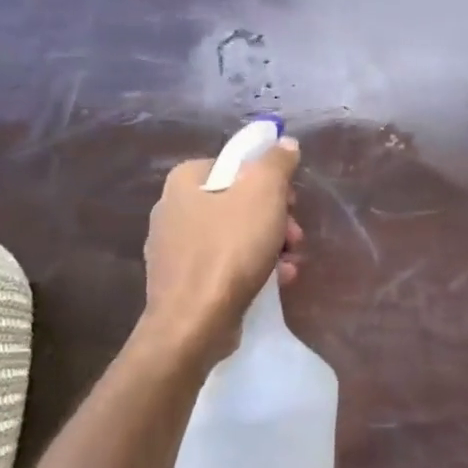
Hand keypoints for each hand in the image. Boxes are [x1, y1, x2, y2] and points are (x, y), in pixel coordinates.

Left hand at [142, 140, 303, 357]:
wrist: (192, 324)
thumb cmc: (228, 250)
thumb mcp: (263, 193)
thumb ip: (276, 162)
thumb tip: (285, 143)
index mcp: (184, 181)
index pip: (233, 164)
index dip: (267, 178)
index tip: (290, 198)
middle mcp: (172, 210)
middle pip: (237, 201)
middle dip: (274, 217)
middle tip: (294, 234)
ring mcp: (174, 250)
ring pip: (234, 235)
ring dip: (270, 244)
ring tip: (290, 262)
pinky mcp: (182, 283)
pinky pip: (224, 265)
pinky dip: (252, 268)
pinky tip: (277, 281)